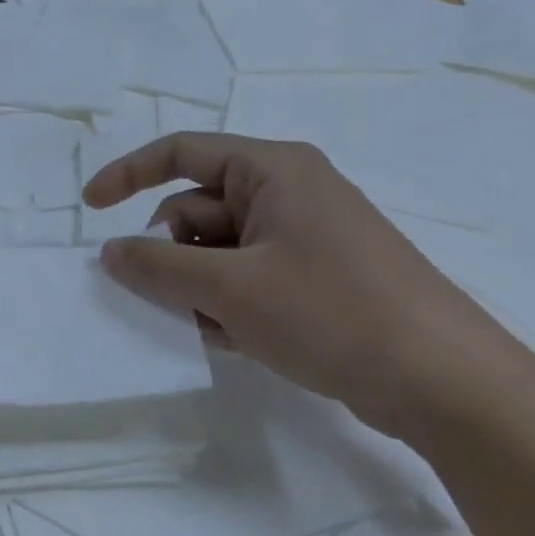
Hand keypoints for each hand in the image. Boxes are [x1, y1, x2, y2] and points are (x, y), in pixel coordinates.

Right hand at [82, 133, 521, 429]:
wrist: (445, 383)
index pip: (182, 152)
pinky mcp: (313, 279)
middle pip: (195, 209)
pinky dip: (226, 304)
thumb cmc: (331, 312)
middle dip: (171, 254)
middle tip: (170, 299)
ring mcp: (302, 238)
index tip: (89, 209)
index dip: (128, 174)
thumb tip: (109, 251)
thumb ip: (158, 265)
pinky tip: (234, 341)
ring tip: (210, 330)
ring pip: (216, 251)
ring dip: (197, 288)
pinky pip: (245, 278)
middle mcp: (287, 193)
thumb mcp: (229, 288)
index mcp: (272, 170)